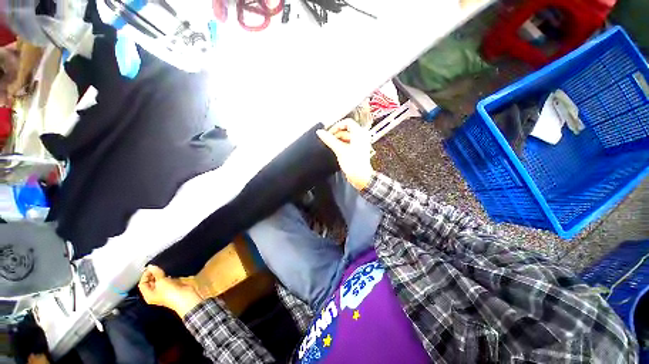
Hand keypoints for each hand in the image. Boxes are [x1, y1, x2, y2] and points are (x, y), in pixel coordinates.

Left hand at [138, 265, 202, 317]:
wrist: (185, 297)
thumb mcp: (161, 282)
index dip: (145, 275)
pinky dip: (168, 276)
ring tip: (163, 268)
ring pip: (159, 280)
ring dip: (161, 274)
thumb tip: (151, 266)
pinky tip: (170, 272)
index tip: (151, 267)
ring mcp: (164, 290)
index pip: (142, 283)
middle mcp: (155, 293)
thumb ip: (157, 273)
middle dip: (153, 274)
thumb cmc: (170, 293)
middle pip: (150, 282)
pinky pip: (167, 280)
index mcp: (148, 295)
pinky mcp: (172, 287)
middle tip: (157, 267)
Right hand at [317, 119, 374, 189]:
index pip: (347, 122)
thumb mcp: (339, 150)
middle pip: (346, 130)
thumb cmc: (354, 164)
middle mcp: (361, 137)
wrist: (360, 177)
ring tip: (331, 144)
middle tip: (328, 139)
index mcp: (359, 133)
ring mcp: (360, 143)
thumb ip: (329, 140)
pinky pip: (348, 143)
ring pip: (347, 137)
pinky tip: (336, 149)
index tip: (329, 132)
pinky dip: (341, 144)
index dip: (337, 126)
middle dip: (336, 134)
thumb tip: (320, 132)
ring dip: (338, 139)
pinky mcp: (357, 150)